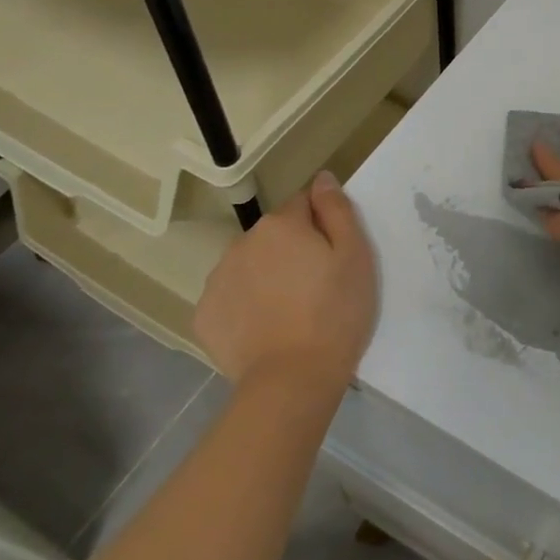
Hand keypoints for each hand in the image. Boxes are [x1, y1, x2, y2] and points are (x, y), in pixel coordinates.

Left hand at [195, 171, 376, 387]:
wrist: (292, 380)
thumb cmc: (335, 313)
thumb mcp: (355, 255)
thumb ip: (337, 210)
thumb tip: (323, 178)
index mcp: (281, 224)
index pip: (303, 203)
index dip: (322, 225)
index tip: (333, 255)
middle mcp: (243, 242)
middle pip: (274, 234)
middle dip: (292, 249)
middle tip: (316, 285)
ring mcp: (218, 279)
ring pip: (250, 264)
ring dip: (267, 275)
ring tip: (290, 310)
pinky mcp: (204, 315)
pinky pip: (230, 297)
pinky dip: (245, 305)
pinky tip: (264, 328)